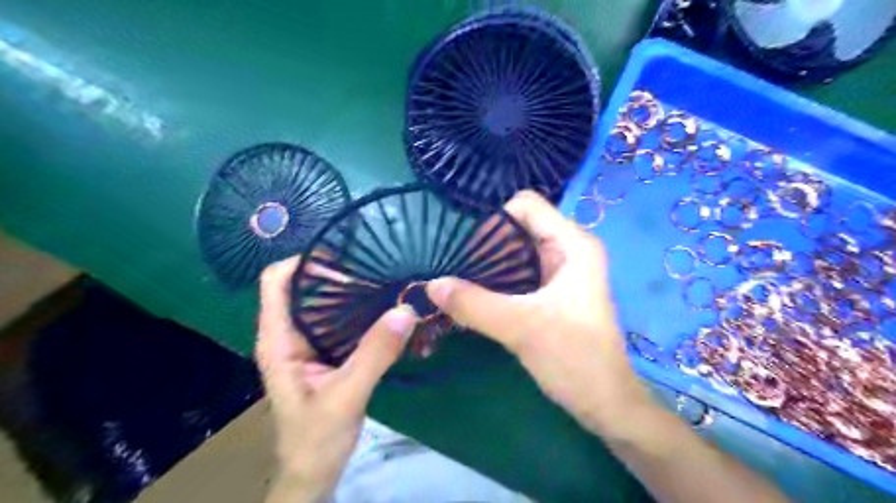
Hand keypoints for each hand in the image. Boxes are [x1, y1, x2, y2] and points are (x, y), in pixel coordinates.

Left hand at [256, 258, 415, 501]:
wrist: (314, 471)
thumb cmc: (316, 438)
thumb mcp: (346, 396)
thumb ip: (374, 354)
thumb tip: (406, 310)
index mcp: (278, 339)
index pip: (276, 282)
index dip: (302, 261)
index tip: (343, 253)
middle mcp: (290, 334)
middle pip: (302, 286)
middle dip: (333, 271)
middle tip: (373, 262)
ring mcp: (308, 343)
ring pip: (323, 302)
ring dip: (349, 289)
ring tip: (382, 277)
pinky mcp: (327, 352)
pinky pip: (340, 320)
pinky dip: (359, 309)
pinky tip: (383, 306)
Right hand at [427, 190, 651, 437]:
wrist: (605, 402)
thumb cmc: (574, 359)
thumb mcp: (520, 327)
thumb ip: (473, 304)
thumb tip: (430, 284)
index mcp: (572, 243)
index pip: (524, 205)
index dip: (493, 221)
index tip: (464, 250)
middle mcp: (567, 248)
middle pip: (517, 227)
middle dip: (484, 244)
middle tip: (452, 266)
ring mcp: (559, 270)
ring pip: (514, 251)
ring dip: (486, 264)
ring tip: (457, 280)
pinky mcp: (550, 291)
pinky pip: (517, 273)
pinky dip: (495, 280)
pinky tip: (473, 295)